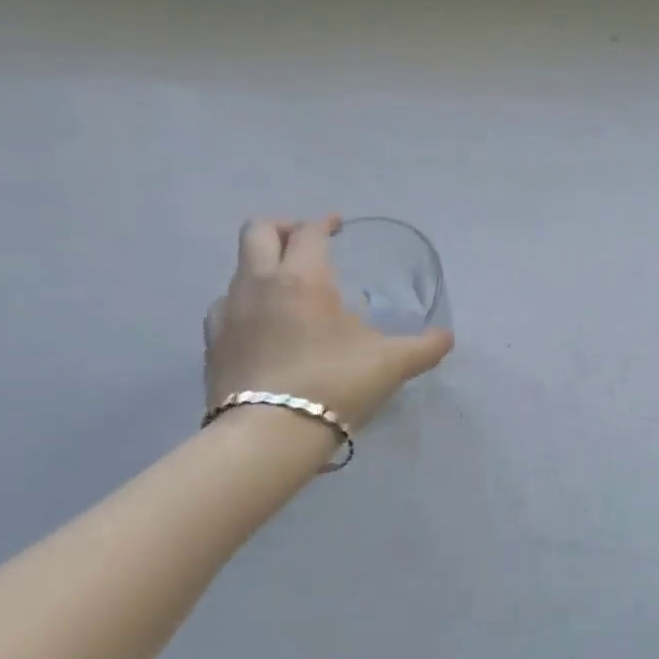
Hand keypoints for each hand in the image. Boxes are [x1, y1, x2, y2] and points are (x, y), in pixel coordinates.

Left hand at [205, 217, 453, 431]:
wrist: (268, 436)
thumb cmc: (335, 384)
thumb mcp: (391, 364)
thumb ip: (424, 347)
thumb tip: (447, 337)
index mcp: (304, 277)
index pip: (309, 231)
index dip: (324, 223)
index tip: (337, 226)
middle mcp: (260, 283)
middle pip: (257, 231)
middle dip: (282, 228)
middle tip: (304, 243)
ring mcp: (228, 312)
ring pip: (239, 269)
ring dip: (262, 268)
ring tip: (287, 290)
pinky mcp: (212, 344)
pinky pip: (226, 307)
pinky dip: (245, 304)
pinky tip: (262, 326)